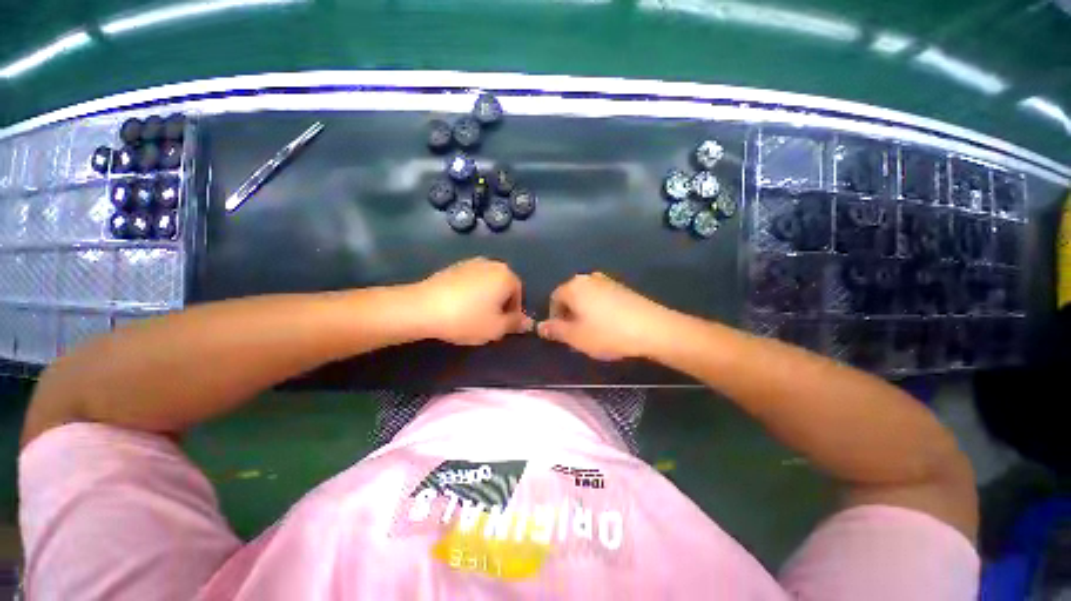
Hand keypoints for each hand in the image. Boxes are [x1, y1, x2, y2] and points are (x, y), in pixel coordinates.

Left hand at [411, 258, 532, 345]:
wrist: (423, 307)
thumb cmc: (467, 319)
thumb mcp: (497, 328)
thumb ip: (516, 324)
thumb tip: (528, 323)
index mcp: (506, 276)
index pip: (519, 294)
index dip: (514, 312)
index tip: (503, 326)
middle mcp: (492, 264)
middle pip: (504, 287)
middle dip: (500, 304)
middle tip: (489, 322)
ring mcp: (471, 263)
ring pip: (487, 284)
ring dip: (486, 298)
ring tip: (473, 315)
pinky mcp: (454, 267)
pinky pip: (471, 281)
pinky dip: (471, 293)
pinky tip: (459, 307)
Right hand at [538, 273, 672, 360]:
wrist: (653, 328)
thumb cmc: (607, 333)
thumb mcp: (575, 337)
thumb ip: (555, 330)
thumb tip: (540, 327)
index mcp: (573, 287)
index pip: (554, 298)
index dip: (554, 317)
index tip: (561, 334)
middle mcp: (588, 278)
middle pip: (570, 296)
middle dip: (569, 314)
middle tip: (576, 334)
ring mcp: (607, 281)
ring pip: (587, 297)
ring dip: (584, 312)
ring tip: (593, 331)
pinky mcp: (623, 287)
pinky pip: (602, 297)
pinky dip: (599, 309)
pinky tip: (610, 325)